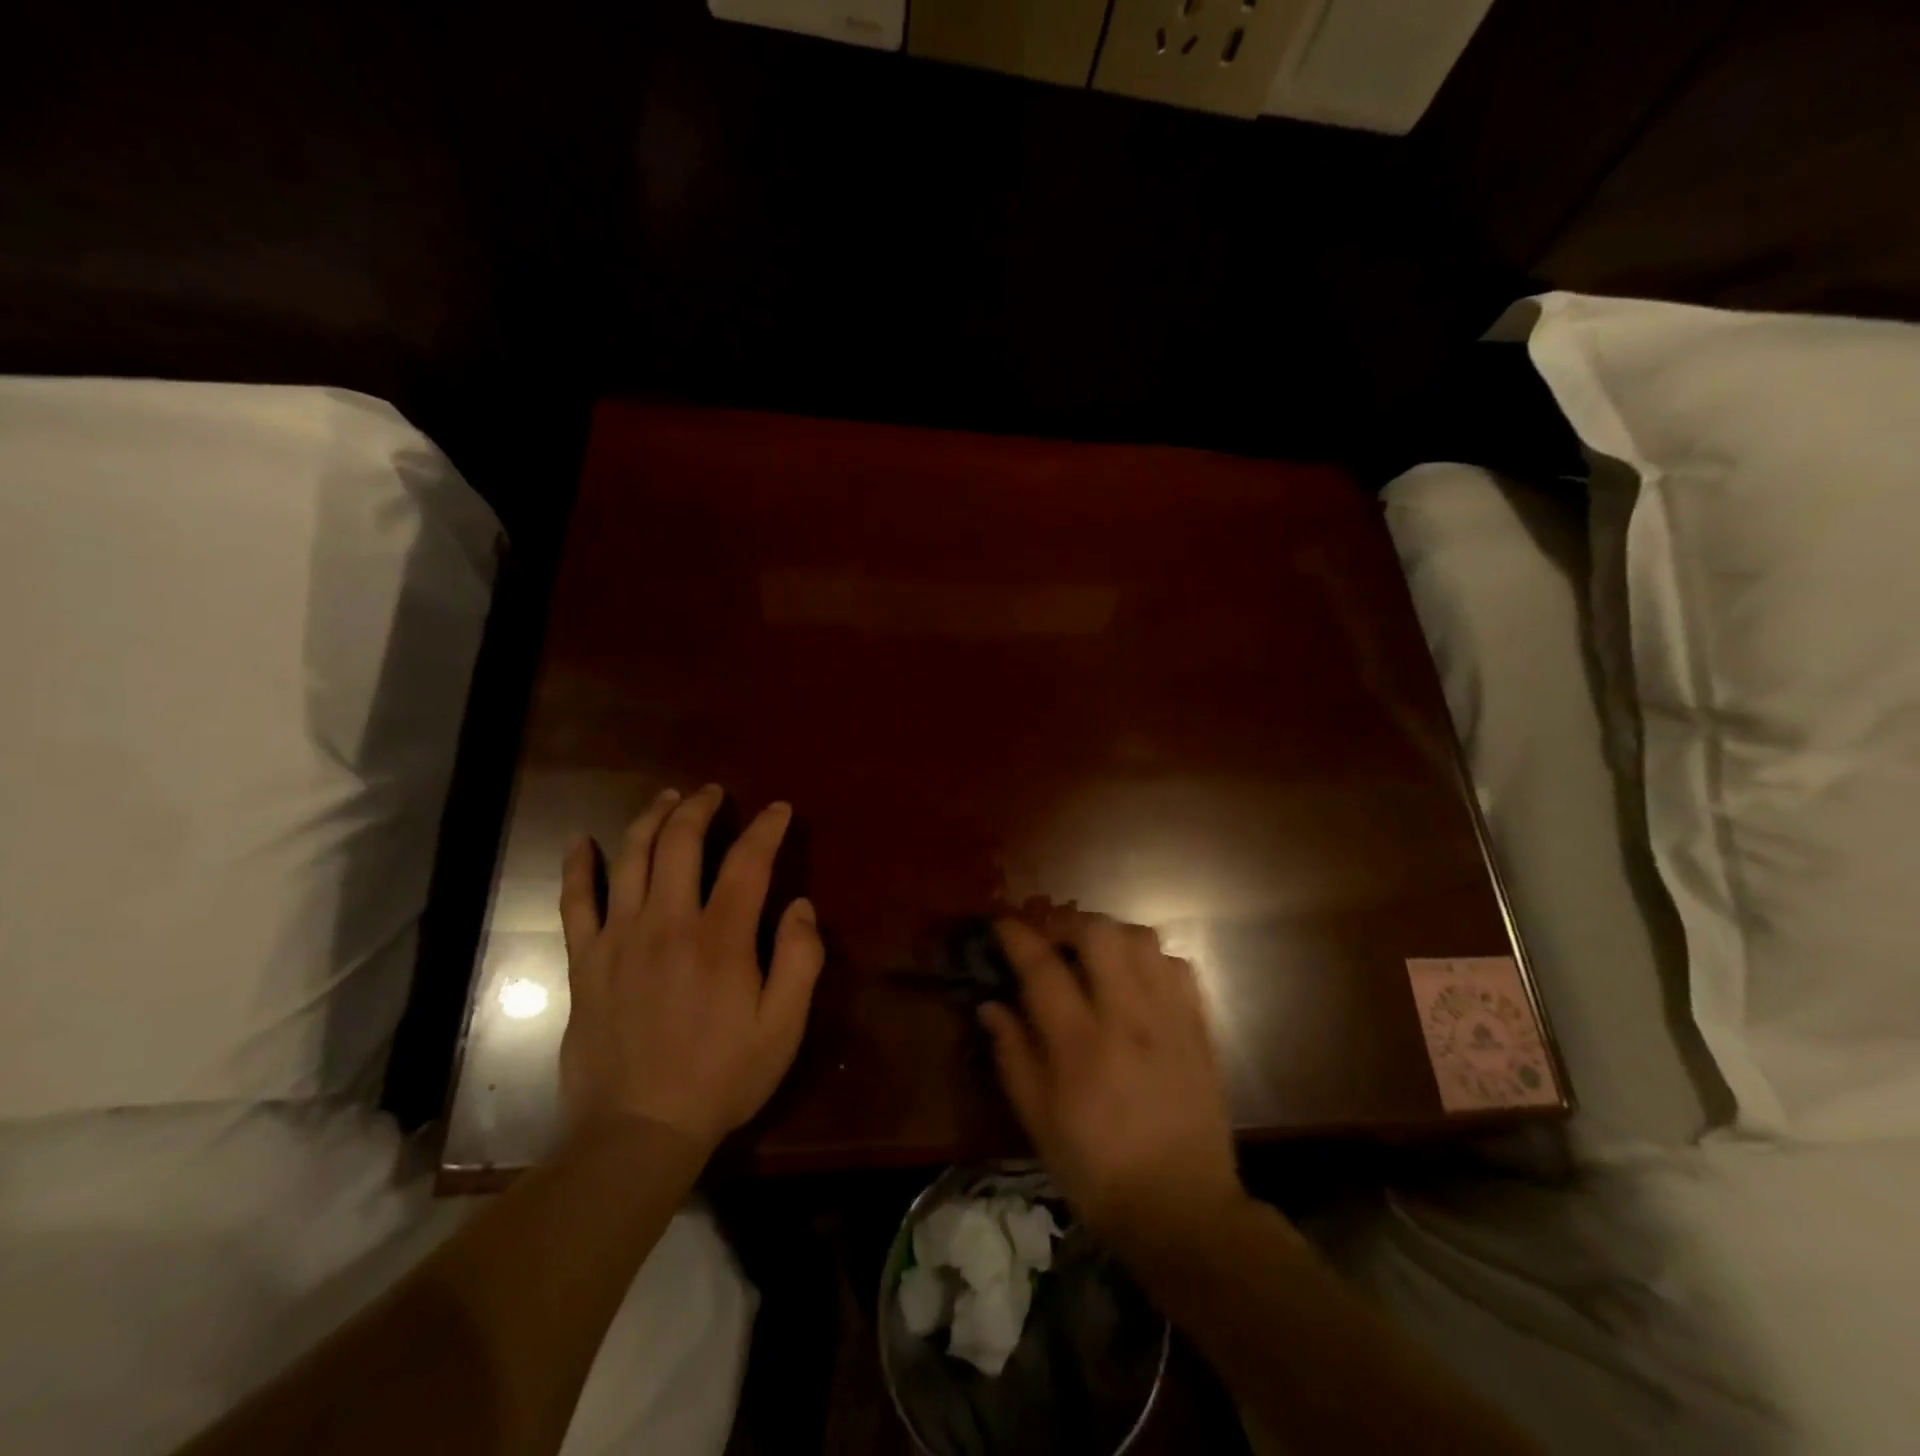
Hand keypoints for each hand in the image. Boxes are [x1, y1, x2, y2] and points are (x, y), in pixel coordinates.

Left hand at [558, 785, 824, 1155]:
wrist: (637, 1130)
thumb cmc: (720, 1078)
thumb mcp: (783, 1027)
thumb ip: (800, 960)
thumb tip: (801, 906)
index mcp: (721, 938)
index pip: (748, 862)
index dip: (766, 829)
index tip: (778, 809)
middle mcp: (668, 923)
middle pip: (681, 843)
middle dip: (700, 808)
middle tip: (713, 793)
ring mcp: (619, 939)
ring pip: (631, 858)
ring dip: (650, 819)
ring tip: (666, 799)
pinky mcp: (586, 962)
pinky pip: (575, 902)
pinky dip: (577, 868)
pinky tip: (580, 842)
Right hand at [981, 914, 1245, 1257]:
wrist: (1181, 1210)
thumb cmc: (1096, 1171)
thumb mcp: (1038, 1122)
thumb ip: (1013, 1055)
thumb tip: (991, 1005)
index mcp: (1079, 1044)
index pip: (1043, 967)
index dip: (1018, 936)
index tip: (1003, 924)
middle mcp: (1127, 1018)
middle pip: (1099, 934)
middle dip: (1068, 922)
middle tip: (1052, 939)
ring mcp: (1170, 1018)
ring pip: (1142, 940)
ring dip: (1111, 934)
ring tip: (1095, 955)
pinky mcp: (1199, 1028)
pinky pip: (1178, 966)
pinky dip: (1151, 959)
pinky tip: (1137, 979)